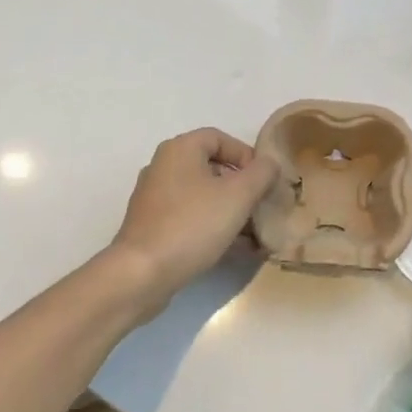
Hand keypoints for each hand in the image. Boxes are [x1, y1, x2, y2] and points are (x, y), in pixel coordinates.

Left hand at [110, 128, 277, 302]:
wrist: (141, 274)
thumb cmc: (193, 225)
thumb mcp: (239, 195)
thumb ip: (261, 173)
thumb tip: (269, 164)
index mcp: (180, 150)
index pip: (219, 138)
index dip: (246, 155)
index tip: (263, 180)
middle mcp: (163, 167)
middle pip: (211, 167)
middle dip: (241, 187)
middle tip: (261, 206)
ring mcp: (154, 198)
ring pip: (202, 195)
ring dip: (230, 210)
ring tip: (253, 233)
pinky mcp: (151, 226)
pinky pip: (189, 217)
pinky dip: (212, 226)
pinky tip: (233, 249)